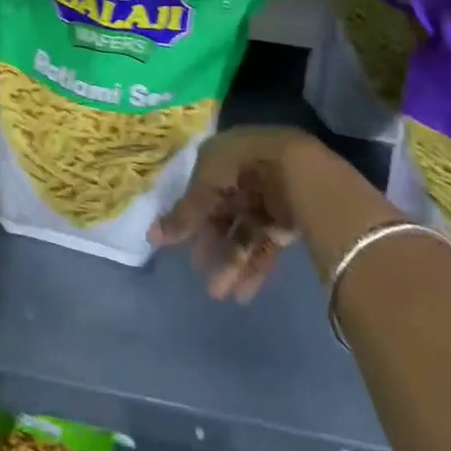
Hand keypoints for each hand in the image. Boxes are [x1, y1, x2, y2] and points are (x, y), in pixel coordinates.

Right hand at [151, 126, 379, 301]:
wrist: (299, 171)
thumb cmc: (242, 168)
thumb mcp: (205, 187)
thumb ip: (183, 214)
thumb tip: (151, 236)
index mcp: (222, 157)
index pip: (201, 187)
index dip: (189, 215)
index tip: (175, 241)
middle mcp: (244, 176)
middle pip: (222, 213)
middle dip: (210, 243)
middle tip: (198, 268)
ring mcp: (267, 198)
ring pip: (243, 233)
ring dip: (230, 262)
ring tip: (218, 293)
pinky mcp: (287, 220)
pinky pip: (265, 245)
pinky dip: (254, 268)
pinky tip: (242, 292)